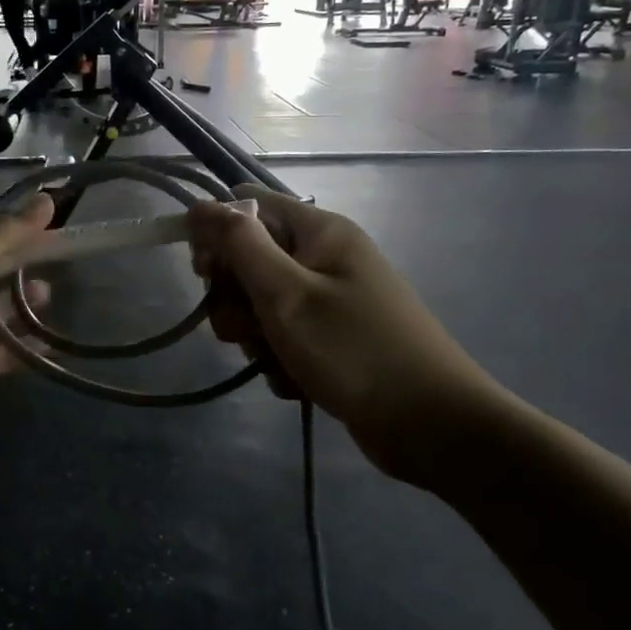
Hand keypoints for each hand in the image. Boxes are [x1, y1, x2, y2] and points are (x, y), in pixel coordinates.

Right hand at [187, 189, 513, 489]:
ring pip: (262, 306)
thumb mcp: (286, 294)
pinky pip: (284, 338)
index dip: (218, 236)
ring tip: (277, 361)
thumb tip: (199, 205)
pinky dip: (280, 359)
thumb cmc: (354, 350)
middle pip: (250, 261)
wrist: (430, 425)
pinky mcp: (332, 339)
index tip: (205, 275)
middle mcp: (325, 257)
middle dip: (237, 299)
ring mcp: (330, 300)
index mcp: (320, 232)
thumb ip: (239, 245)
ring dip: (256, 336)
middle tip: (248, 329)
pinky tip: (296, 382)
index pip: (249, 208)